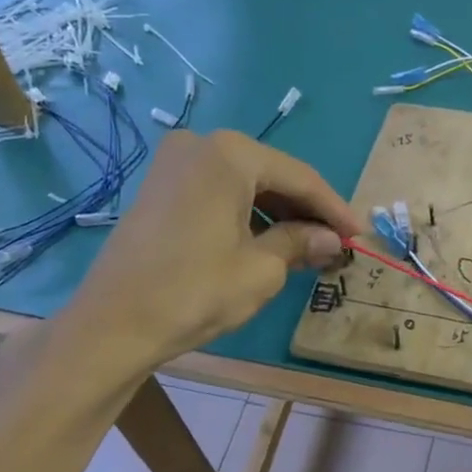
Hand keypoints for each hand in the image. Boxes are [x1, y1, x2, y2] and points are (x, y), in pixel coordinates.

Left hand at [71, 129, 362, 366]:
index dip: (334, 209)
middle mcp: (201, 145)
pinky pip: (218, 193)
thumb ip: (300, 243)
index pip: (300, 177)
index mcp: (229, 154)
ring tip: (308, 249)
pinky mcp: (160, 188)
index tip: (360, 235)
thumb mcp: (260, 270)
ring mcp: (175, 164)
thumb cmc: (194, 292)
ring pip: (245, 185)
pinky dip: (247, 215)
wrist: (112, 325)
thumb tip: (330, 240)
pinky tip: (269, 242)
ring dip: (278, 214)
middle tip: (336, 244)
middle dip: (306, 211)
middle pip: (272, 176)